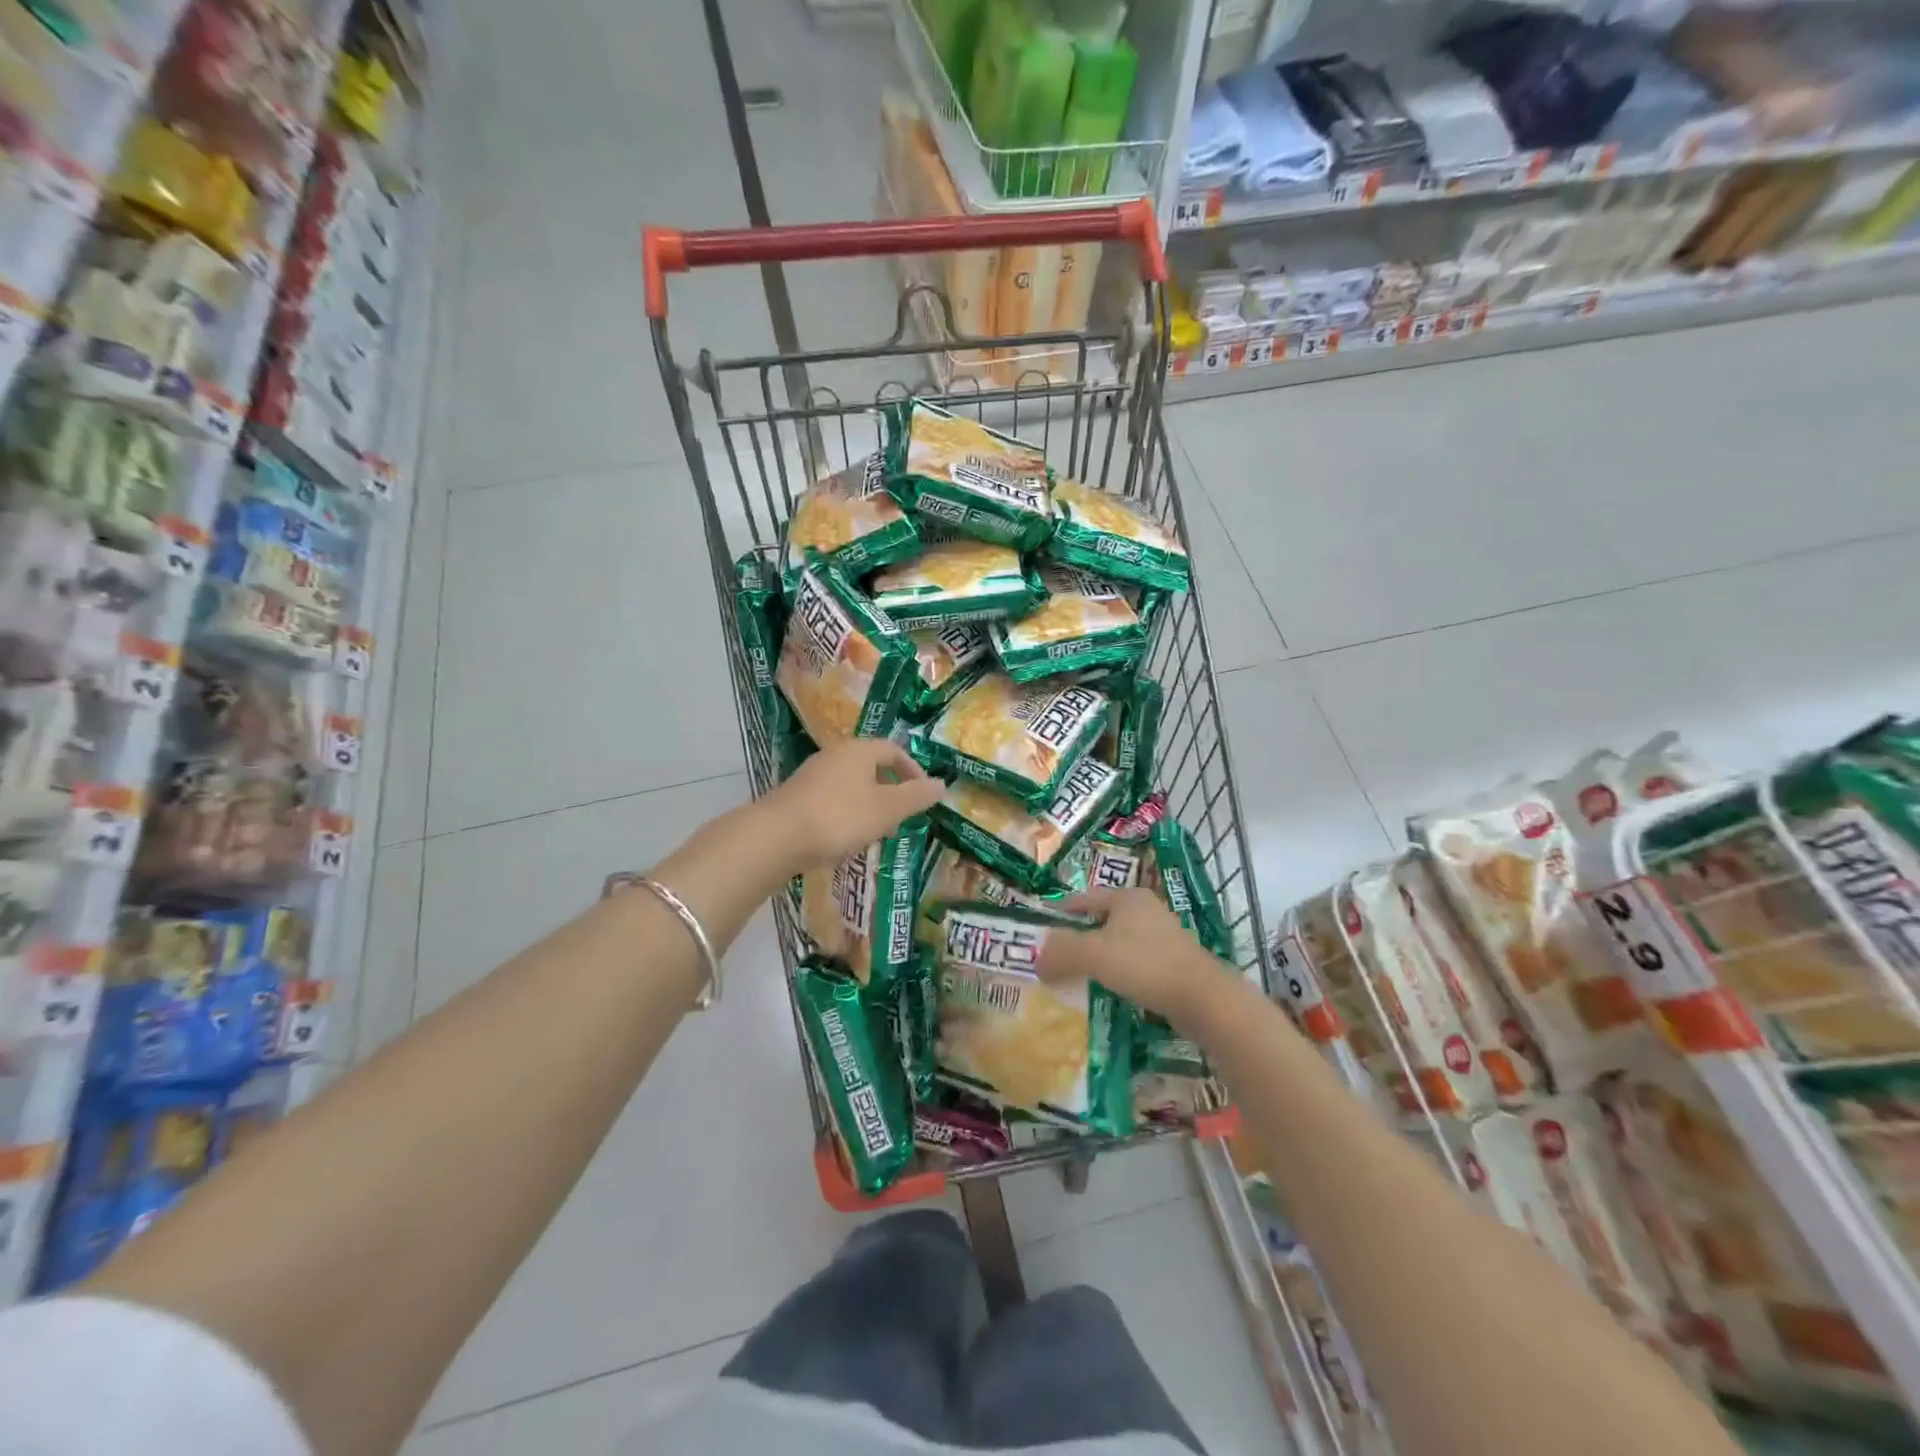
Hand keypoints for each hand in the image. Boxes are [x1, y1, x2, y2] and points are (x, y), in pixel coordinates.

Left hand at [757, 737, 945, 875]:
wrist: (776, 837)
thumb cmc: (840, 817)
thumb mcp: (886, 809)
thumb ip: (916, 797)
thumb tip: (942, 784)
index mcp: (859, 750)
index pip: (893, 750)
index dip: (912, 769)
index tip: (923, 793)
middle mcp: (834, 755)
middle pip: (870, 765)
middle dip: (890, 787)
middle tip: (902, 813)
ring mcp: (812, 775)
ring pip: (850, 783)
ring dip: (868, 802)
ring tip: (876, 829)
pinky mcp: (796, 796)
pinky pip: (831, 798)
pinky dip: (846, 812)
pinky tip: (845, 836)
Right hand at [1039, 887, 1234, 1023]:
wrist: (1203, 999)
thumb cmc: (1145, 965)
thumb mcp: (1094, 954)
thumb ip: (1061, 952)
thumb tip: (1037, 960)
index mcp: (1126, 897)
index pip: (1083, 898)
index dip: (1059, 913)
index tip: (1040, 931)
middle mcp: (1146, 909)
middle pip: (1101, 919)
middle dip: (1078, 937)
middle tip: (1055, 957)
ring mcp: (1163, 935)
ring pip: (1119, 941)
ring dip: (1099, 957)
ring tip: (1078, 977)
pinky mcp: (1174, 961)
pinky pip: (1135, 961)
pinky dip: (1119, 972)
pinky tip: (1110, 990)